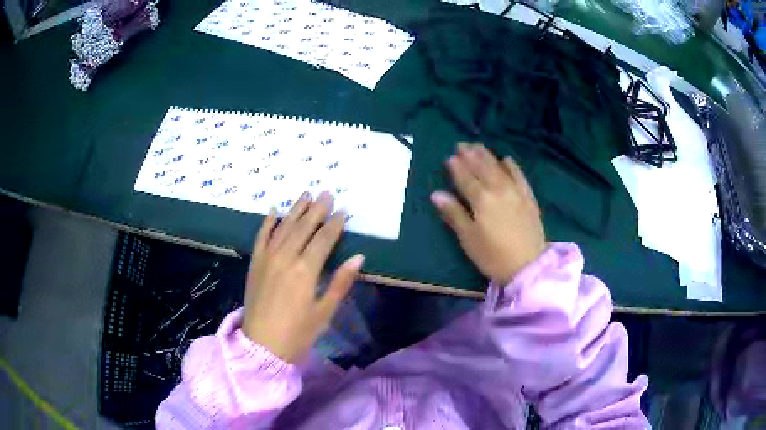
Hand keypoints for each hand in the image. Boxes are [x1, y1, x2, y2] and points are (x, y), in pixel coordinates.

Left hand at [242, 192, 363, 362]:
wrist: (262, 346)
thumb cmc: (298, 333)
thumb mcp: (324, 312)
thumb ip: (340, 282)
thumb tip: (358, 257)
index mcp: (306, 271)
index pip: (323, 239)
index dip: (334, 224)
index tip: (343, 210)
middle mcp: (285, 258)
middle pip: (304, 227)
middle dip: (317, 209)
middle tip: (326, 192)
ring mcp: (267, 259)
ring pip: (283, 227)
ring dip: (295, 209)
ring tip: (306, 194)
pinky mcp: (254, 264)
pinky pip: (261, 237)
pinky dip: (267, 222)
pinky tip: (273, 210)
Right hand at [431, 143, 546, 284]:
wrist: (528, 266)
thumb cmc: (493, 256)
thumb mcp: (468, 239)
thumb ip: (454, 214)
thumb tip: (436, 193)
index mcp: (481, 200)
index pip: (466, 178)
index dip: (457, 167)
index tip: (449, 156)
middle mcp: (499, 190)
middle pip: (483, 168)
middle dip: (471, 155)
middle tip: (462, 144)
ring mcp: (516, 192)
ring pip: (499, 168)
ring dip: (488, 156)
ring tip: (478, 146)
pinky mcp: (529, 198)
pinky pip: (520, 176)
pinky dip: (512, 166)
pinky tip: (507, 159)